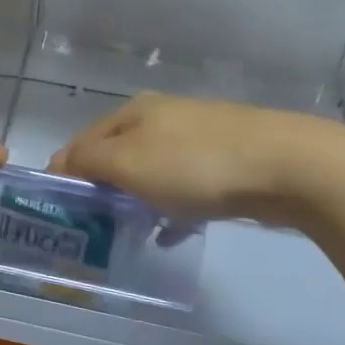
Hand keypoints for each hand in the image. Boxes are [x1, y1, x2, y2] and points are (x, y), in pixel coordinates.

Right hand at [48, 92, 344, 224]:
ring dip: (136, 199)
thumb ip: (86, 161)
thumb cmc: (193, 164)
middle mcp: (161, 117)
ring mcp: (197, 136)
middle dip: (102, 187)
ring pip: (150, 171)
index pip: (82, 140)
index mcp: (132, 112)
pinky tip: (172, 232)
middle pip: (116, 154)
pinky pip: (183, 185)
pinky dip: (170, 206)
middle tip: (93, 225)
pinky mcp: (226, 159)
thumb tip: (58, 164)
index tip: (61, 210)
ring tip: (130, 232)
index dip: (66, 172)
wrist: (286, 165)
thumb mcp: (127, 162)